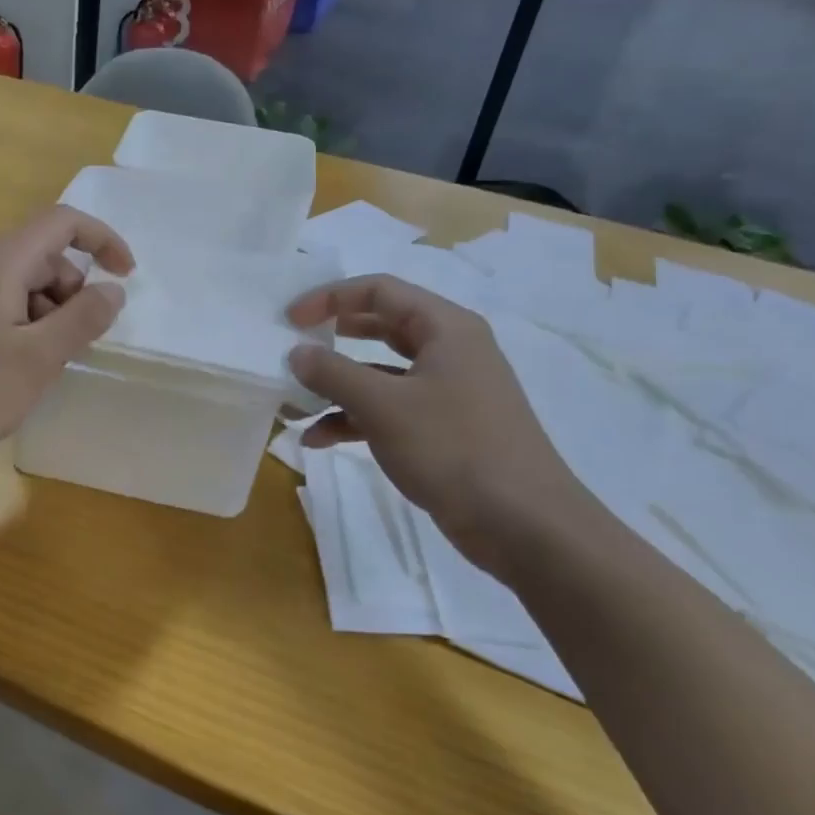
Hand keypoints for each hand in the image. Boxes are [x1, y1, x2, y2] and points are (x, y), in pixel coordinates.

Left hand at [0, 205, 133, 469]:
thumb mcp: (37, 358)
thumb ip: (82, 319)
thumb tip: (113, 289)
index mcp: (4, 262)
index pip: (63, 222)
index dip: (103, 240)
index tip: (126, 277)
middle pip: (45, 258)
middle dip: (74, 294)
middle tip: (75, 345)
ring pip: (24, 288)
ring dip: (49, 318)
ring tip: (42, 367)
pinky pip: (2, 309)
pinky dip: (24, 331)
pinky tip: (13, 373)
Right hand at [286, 276, 591, 575]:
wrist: (524, 525)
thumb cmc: (453, 448)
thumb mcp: (383, 406)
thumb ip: (333, 373)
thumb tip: (296, 352)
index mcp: (446, 328)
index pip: (380, 290)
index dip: (330, 297)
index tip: (291, 318)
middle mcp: (450, 351)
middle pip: (382, 327)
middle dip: (335, 337)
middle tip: (296, 345)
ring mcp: (449, 392)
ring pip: (383, 374)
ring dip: (339, 386)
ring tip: (296, 401)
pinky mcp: (444, 429)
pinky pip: (391, 410)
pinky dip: (355, 419)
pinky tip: (319, 440)